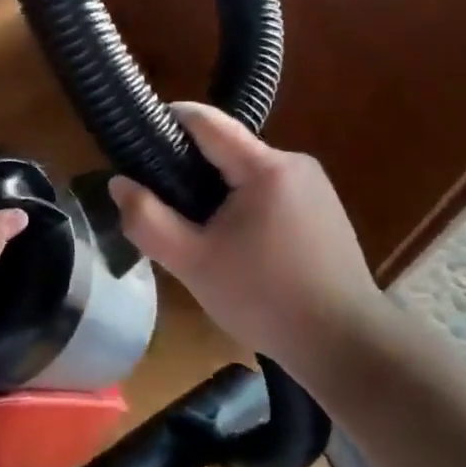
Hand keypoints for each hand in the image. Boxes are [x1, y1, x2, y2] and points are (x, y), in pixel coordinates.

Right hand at [107, 102, 389, 375]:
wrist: (346, 345)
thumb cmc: (265, 299)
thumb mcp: (193, 263)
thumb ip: (148, 219)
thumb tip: (119, 182)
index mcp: (265, 167)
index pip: (206, 121)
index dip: (167, 121)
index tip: (137, 139)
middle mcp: (294, 163)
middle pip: (226, 149)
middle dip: (190, 169)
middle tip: (162, 205)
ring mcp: (314, 186)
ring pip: (247, 173)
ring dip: (218, 192)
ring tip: (197, 232)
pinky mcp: (324, 209)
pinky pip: (270, 192)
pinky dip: (244, 206)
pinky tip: (237, 245)